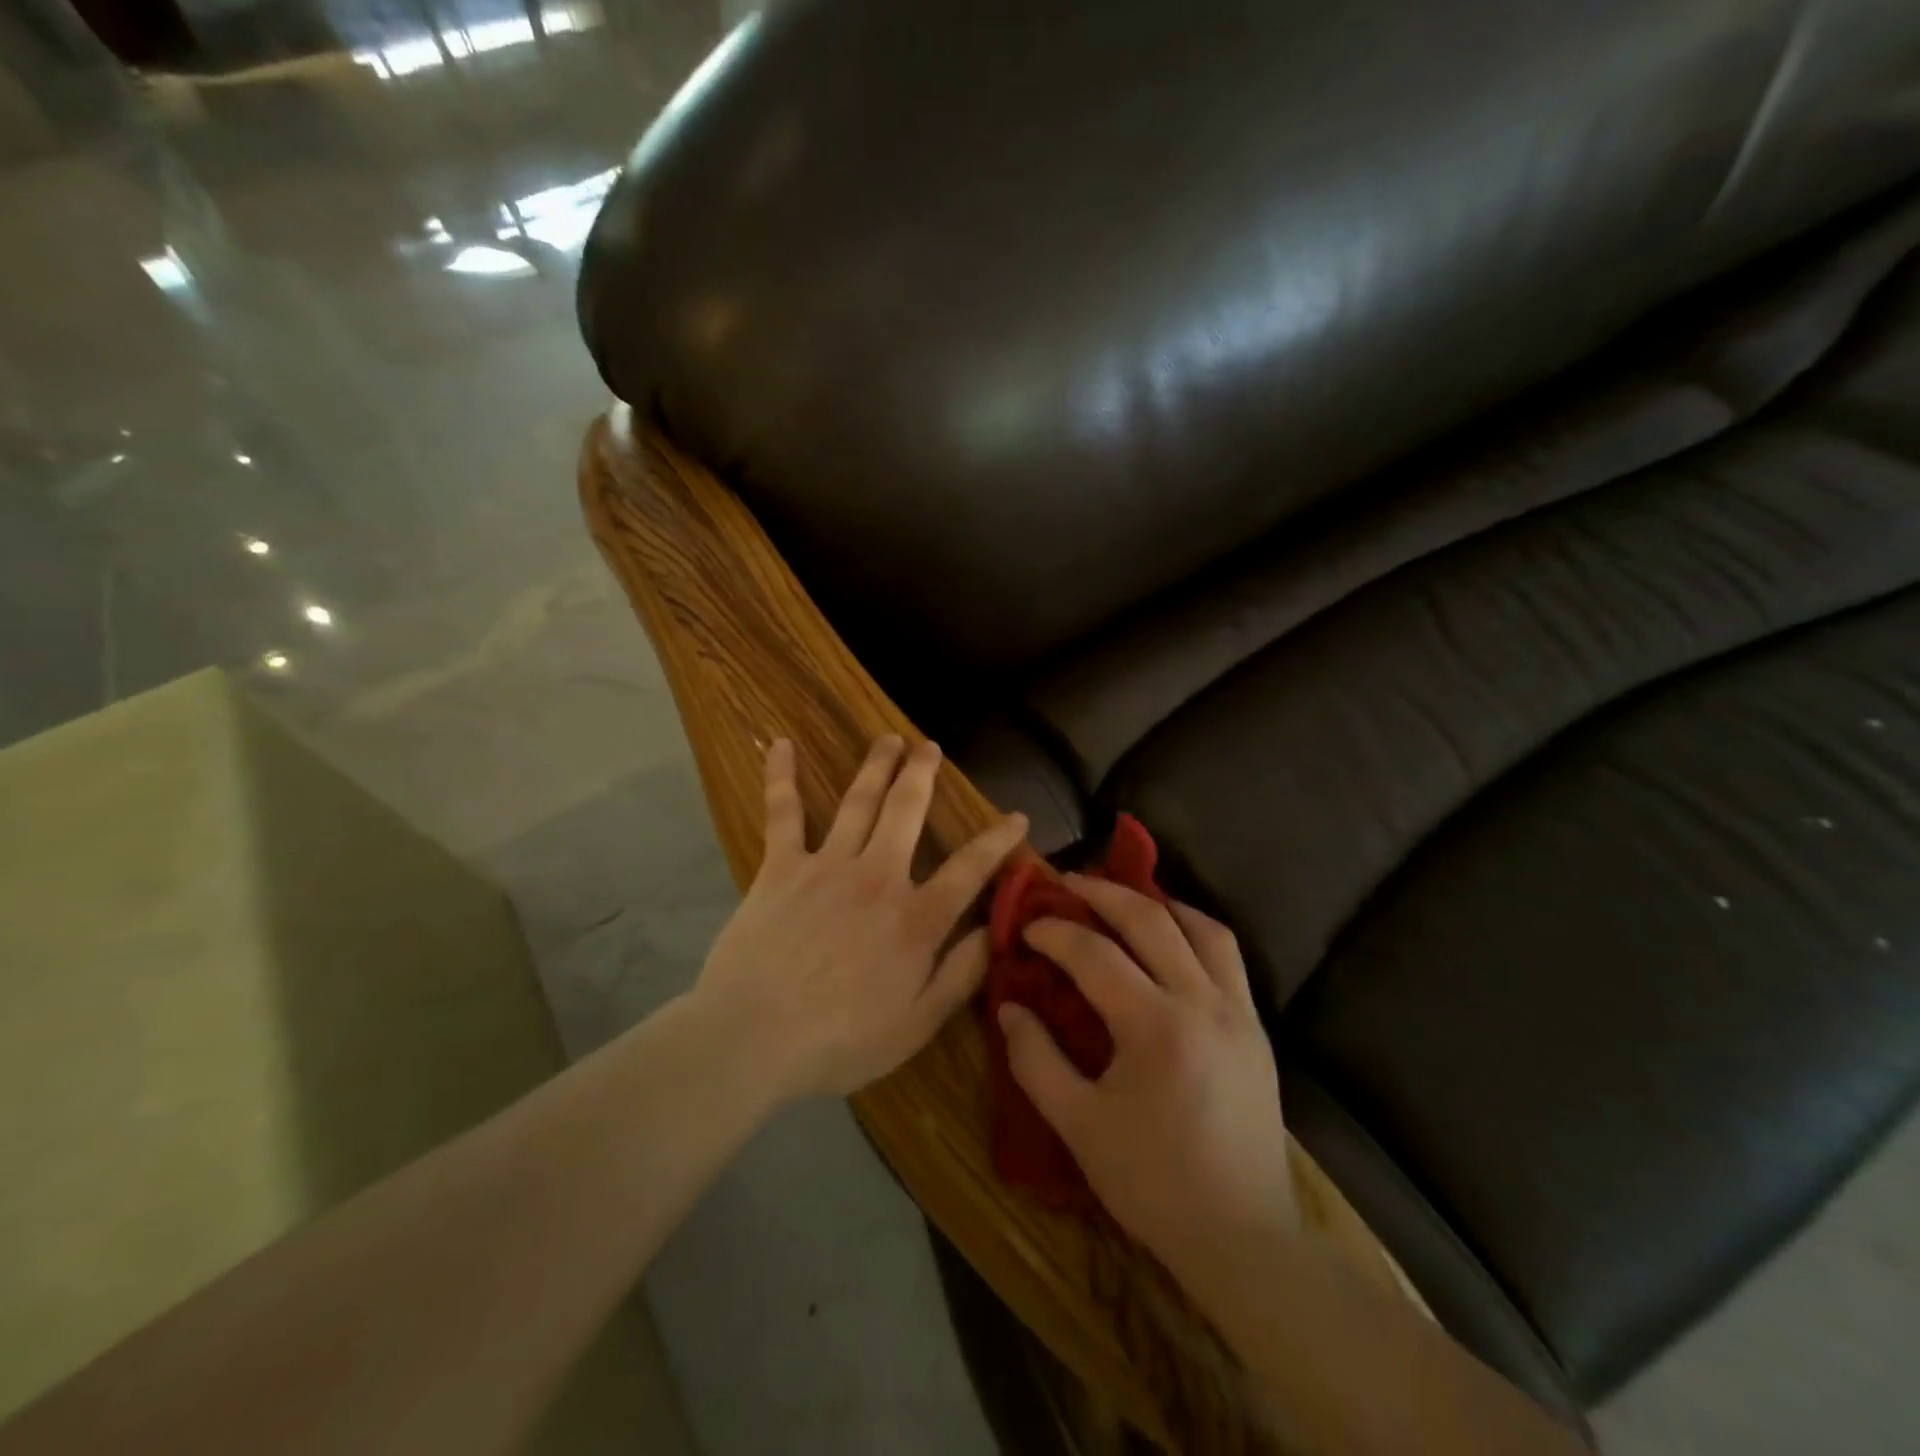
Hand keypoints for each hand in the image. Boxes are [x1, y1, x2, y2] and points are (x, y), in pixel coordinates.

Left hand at [695, 735, 1027, 1102]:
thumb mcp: (916, 1024)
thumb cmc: (839, 1041)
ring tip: (889, 739)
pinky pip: (783, 813)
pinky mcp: (780, 867)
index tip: (1017, 816)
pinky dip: (781, 777)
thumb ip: (960, 974)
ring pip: (858, 801)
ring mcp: (827, 865)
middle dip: (923, 775)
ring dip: (876, 766)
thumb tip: (995, 930)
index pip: (969, 869)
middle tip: (931, 747)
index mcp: (915, 918)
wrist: (751, 1038)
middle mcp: (878, 877)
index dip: (997, 840)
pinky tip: (781, 744)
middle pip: (907, 811)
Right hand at [997, 877, 1295, 1272]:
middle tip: (1067, 882)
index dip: (1055, 933)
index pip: (1094, 954)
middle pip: (1150, 920)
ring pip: (1202, 927)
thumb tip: (1010, 1005)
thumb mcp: (1078, 1126)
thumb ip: (1035, 1060)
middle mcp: (1203, 1002)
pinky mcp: (1256, 1027)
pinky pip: (1228, 955)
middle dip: (1102, 893)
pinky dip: (1195, 930)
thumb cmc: (1153, 1183)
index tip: (1027, 927)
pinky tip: (1171, 939)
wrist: (1242, 1237)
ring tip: (1123, 900)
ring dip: (1157, 903)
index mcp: (1156, 1026)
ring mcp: (1238, 1010)